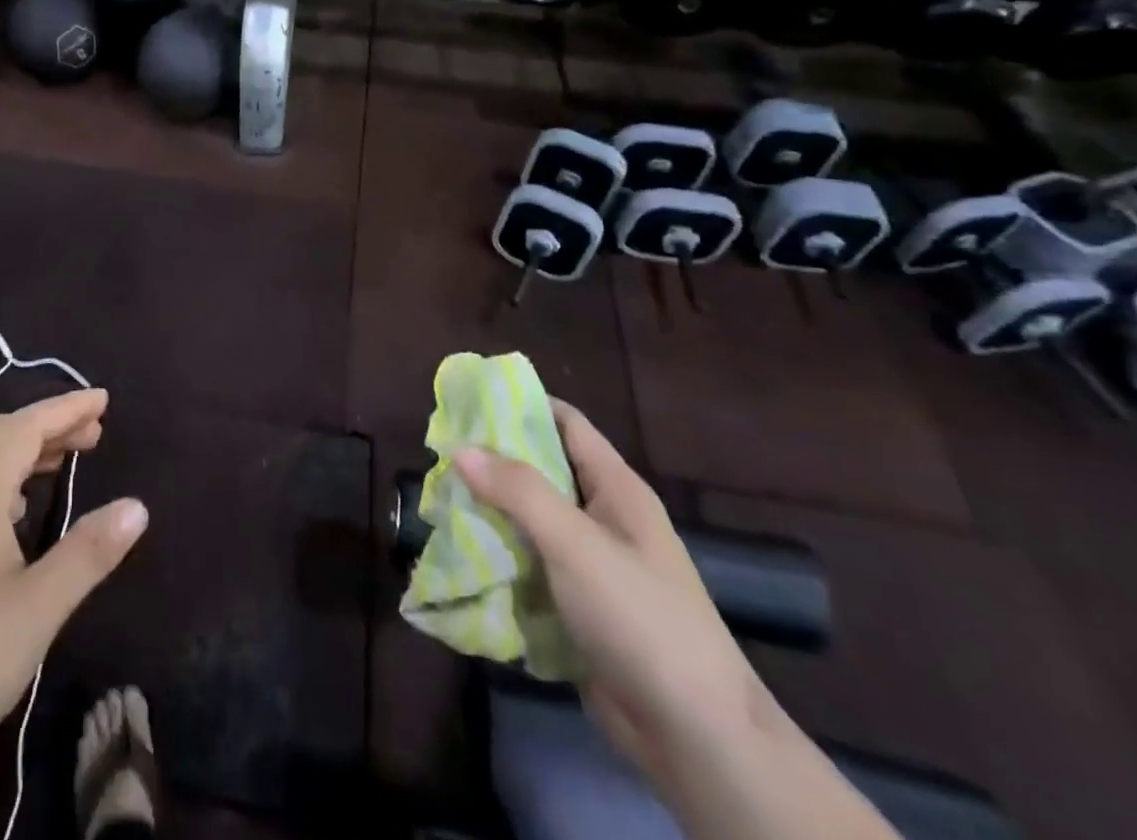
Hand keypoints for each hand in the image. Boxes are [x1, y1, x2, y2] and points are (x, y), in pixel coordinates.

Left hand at [0, 389, 148, 787]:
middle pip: (1, 434)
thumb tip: (137, 507)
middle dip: (49, 424)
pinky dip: (0, 477)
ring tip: (62, 462)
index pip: (27, 425)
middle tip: (93, 433)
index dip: (67, 408)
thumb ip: (90, 551)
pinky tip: (14, 512)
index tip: (104, 399)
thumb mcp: (40, 607)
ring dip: (23, 450)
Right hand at [453, 403, 783, 785]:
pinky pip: (530, 566)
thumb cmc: (641, 619)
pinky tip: (461, 554)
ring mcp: (592, 566)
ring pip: (530, 521)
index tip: (469, 398)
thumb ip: (519, 492)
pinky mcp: (577, 607)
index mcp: (617, 490)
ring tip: (440, 500)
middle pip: (542, 471)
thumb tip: (460, 449)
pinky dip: (499, 558)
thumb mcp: (577, 544)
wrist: (696, 738)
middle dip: (493, 461)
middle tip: (441, 452)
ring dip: (490, 512)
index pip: (567, 424)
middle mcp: (604, 519)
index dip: (523, 404)